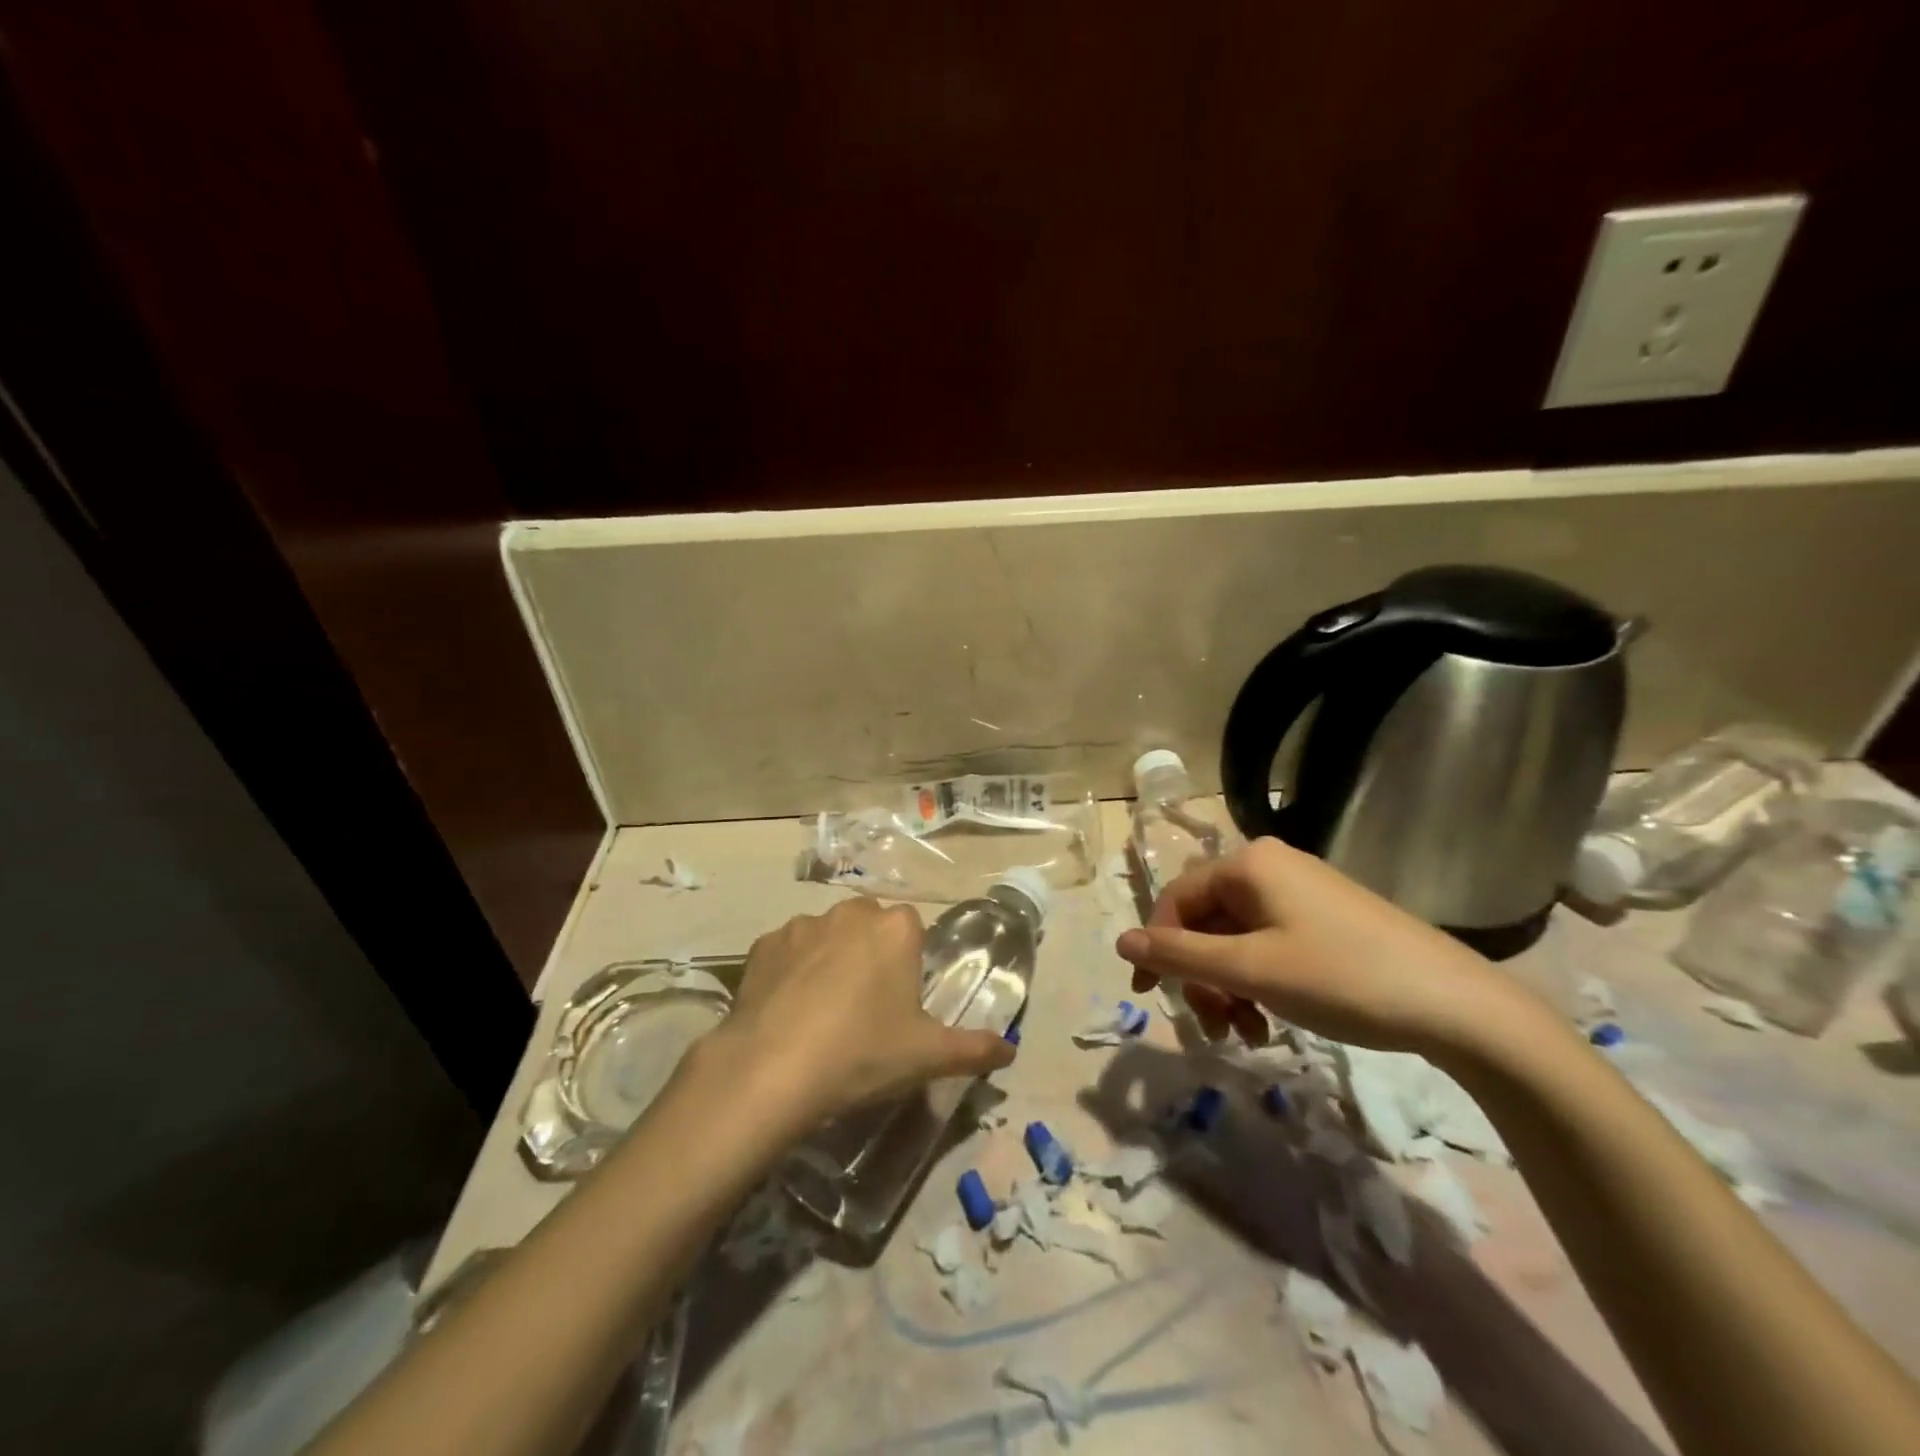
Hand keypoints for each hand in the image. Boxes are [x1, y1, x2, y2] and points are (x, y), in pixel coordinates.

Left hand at [701, 897, 1015, 1129]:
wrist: (772, 1071)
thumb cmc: (862, 1054)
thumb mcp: (927, 1057)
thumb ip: (975, 1049)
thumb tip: (1009, 1051)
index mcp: (895, 929)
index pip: (913, 929)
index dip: (910, 962)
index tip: (902, 1000)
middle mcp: (850, 913)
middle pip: (870, 926)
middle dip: (872, 954)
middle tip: (867, 1007)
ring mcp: (802, 925)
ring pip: (827, 935)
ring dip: (830, 958)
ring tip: (822, 1011)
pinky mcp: (763, 945)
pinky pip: (787, 951)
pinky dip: (791, 971)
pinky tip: (787, 1011)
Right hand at [1116, 837, 1521, 1055]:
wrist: (1456, 1005)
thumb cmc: (1341, 978)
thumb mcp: (1250, 970)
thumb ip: (1180, 955)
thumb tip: (1120, 940)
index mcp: (1247, 864)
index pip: (1176, 898)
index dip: (1157, 946)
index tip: (1148, 995)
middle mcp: (1270, 867)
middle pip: (1207, 920)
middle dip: (1201, 976)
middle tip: (1214, 1027)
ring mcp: (1301, 891)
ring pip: (1236, 937)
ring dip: (1229, 985)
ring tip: (1246, 1032)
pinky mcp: (1325, 918)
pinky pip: (1268, 943)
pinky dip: (1258, 981)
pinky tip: (1270, 1019)